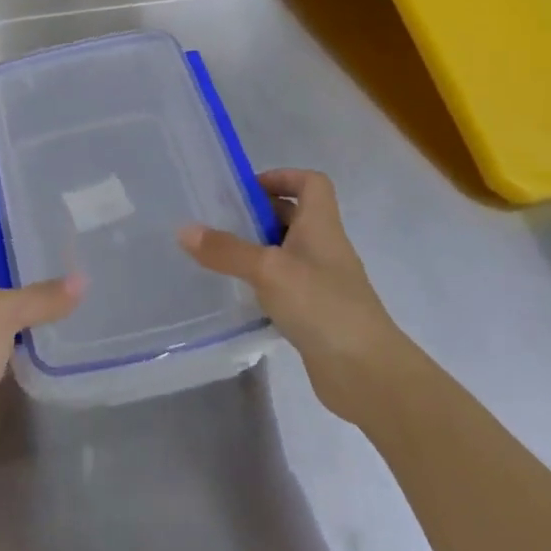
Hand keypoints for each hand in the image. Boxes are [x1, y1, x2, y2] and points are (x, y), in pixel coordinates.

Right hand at [178, 168, 405, 424]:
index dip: (283, 177)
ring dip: (259, 249)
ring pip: (288, 252)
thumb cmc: (322, 305)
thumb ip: (226, 250)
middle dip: (260, 214)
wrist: (367, 373)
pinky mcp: (317, 313)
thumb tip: (184, 230)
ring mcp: (323, 282)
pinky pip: (286, 285)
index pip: (311, 183)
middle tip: (221, 222)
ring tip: (222, 256)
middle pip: (295, 216)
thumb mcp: (268, 270)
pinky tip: (241, 294)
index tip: (247, 190)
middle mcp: (325, 248)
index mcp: (321, 226)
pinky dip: (264, 284)